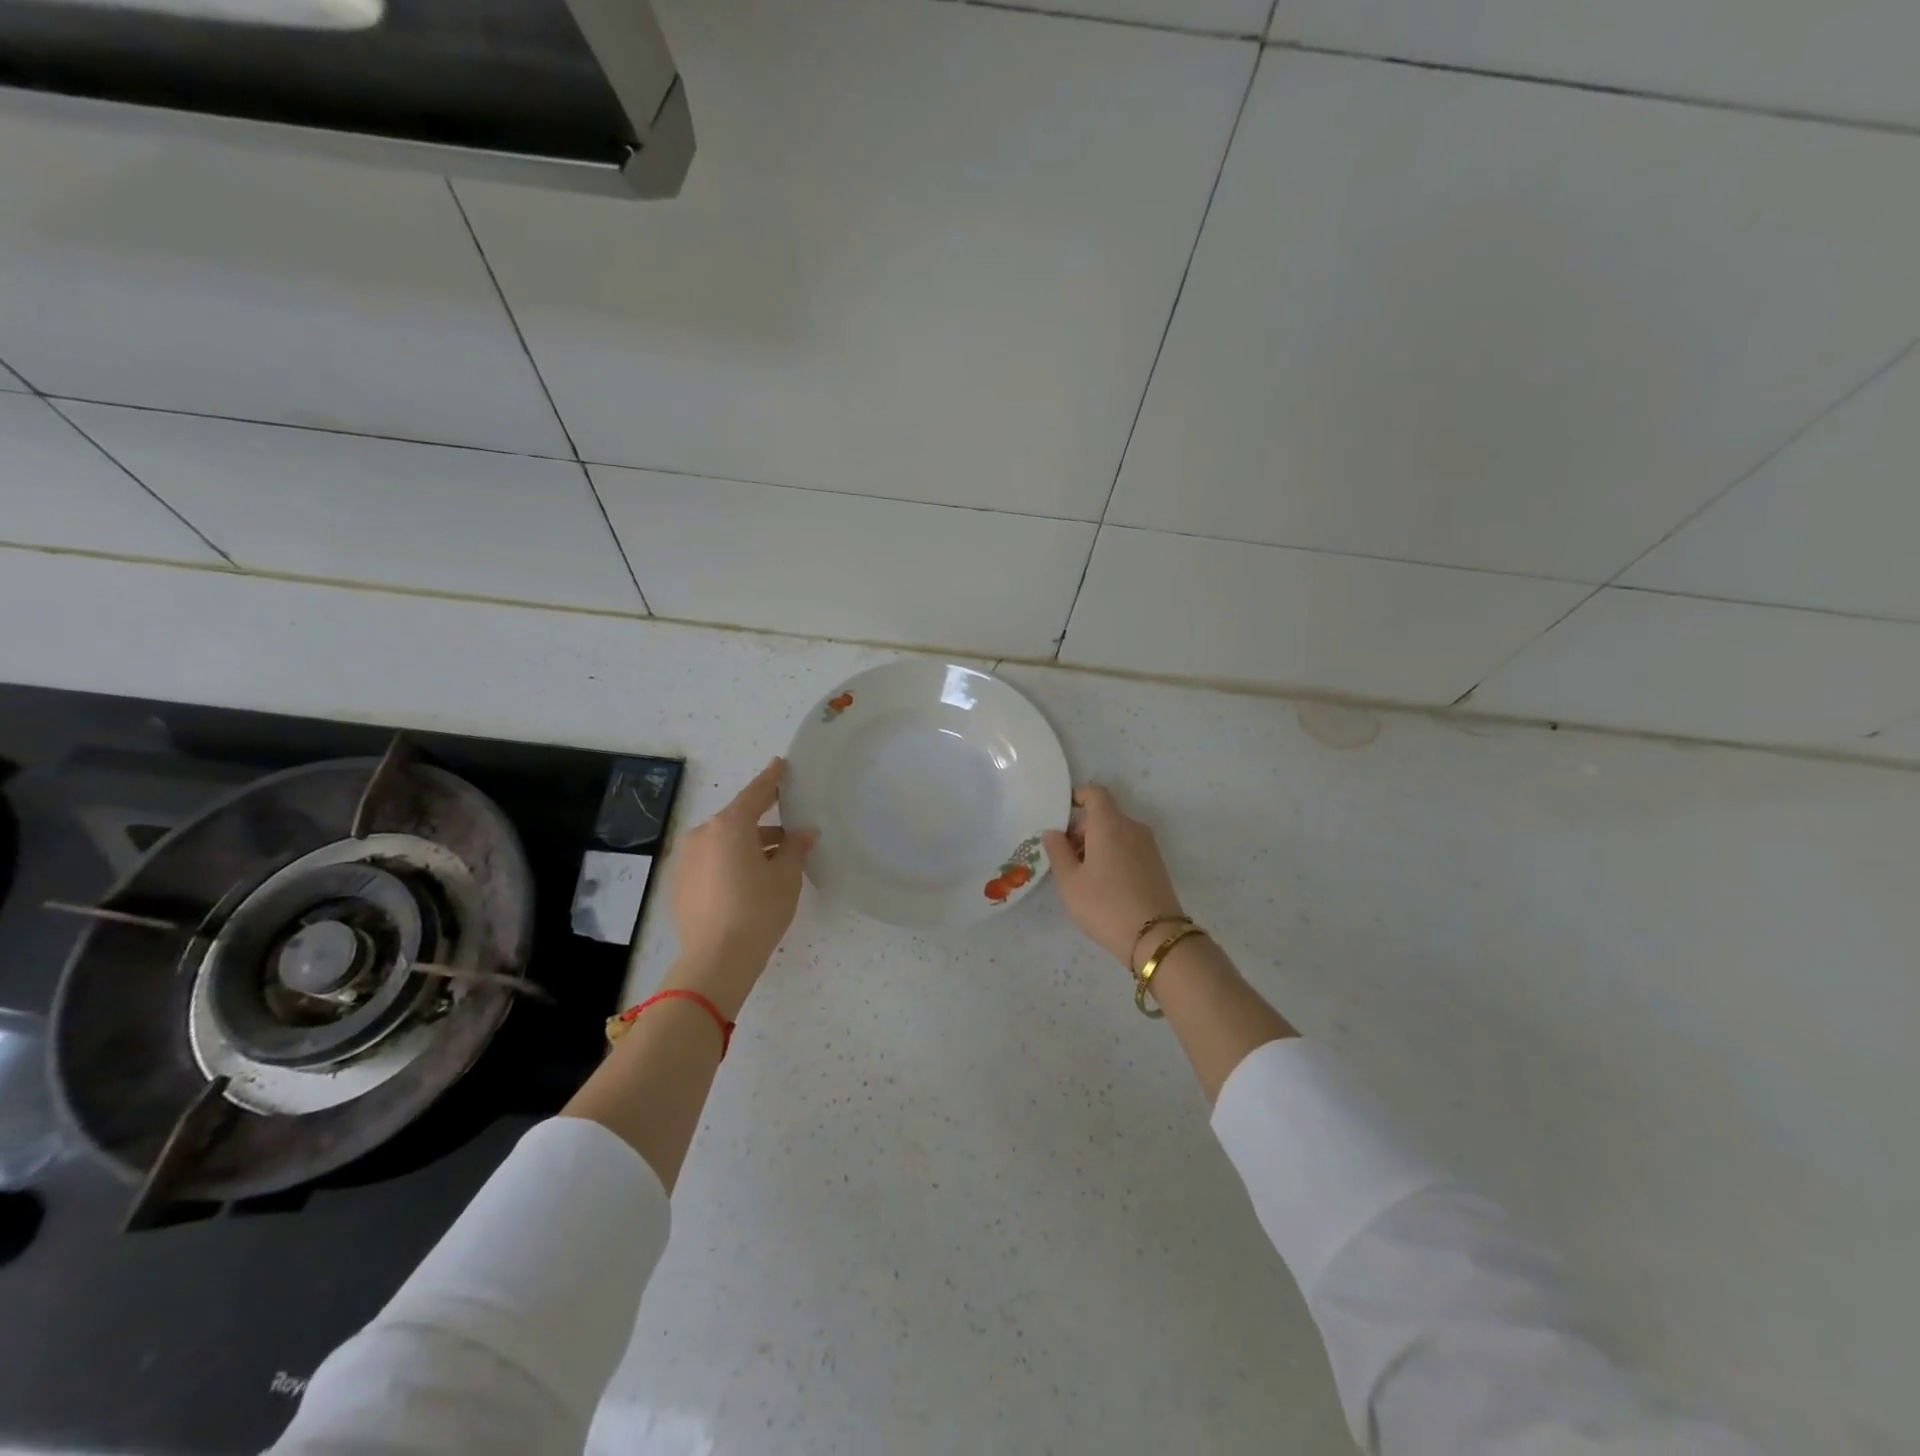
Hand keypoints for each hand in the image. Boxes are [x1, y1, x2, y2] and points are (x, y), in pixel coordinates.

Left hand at [668, 758, 816, 1013]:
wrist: (715, 960)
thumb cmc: (757, 911)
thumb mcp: (786, 877)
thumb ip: (796, 847)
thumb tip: (804, 832)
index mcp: (729, 825)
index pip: (756, 793)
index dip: (772, 779)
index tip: (780, 764)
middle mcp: (702, 834)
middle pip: (738, 820)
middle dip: (764, 823)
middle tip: (790, 833)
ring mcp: (685, 858)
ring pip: (723, 842)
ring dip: (747, 846)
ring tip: (774, 864)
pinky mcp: (678, 882)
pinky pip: (710, 861)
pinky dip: (729, 863)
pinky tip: (748, 883)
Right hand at [1043, 783, 1186, 967]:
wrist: (1156, 937)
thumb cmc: (1104, 905)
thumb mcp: (1069, 881)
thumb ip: (1057, 851)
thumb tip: (1053, 832)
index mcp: (1109, 823)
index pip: (1094, 792)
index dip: (1076, 797)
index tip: (1060, 816)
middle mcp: (1132, 827)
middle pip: (1103, 815)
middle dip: (1081, 829)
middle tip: (1063, 858)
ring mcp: (1148, 846)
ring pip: (1116, 832)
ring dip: (1096, 844)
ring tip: (1081, 876)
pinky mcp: (1157, 864)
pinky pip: (1128, 847)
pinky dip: (1112, 855)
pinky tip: (1103, 885)